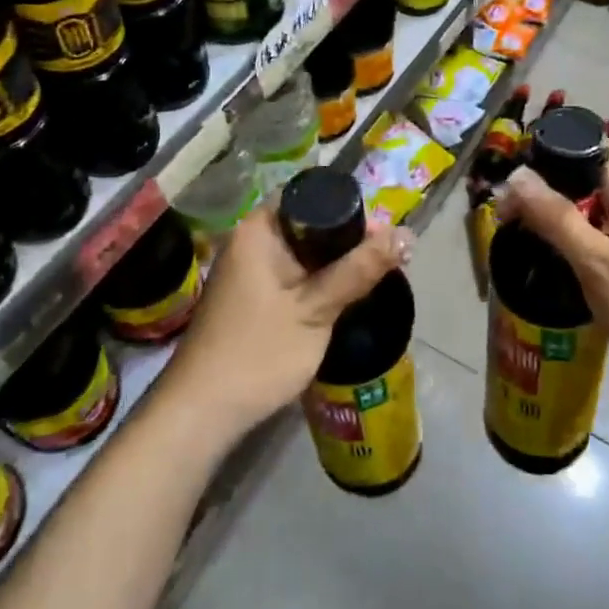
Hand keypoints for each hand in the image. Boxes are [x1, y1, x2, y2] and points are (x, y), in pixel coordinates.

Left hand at [163, 204, 409, 441]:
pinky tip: (346, 297)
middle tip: (392, 259)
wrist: (203, 411)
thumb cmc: (259, 352)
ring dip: (338, 263)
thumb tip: (406, 234)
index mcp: (259, 230)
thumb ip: (360, 270)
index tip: (387, 235)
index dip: (352, 210)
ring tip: (377, 277)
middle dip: (350, 240)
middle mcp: (250, 240)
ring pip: (305, 252)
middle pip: (311, 224)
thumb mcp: (316, 309)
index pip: (313, 198)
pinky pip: (295, 274)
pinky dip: (320, 281)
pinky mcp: (253, 296)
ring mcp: (249, 270)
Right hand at [496, 144, 608, 379]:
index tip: (515, 189)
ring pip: (597, 195)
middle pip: (587, 168)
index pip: (584, 142)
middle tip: (514, 219)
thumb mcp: (595, 262)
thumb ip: (555, 216)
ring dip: (564, 210)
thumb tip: (516, 176)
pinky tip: (569, 254)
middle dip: (548, 187)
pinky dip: (585, 226)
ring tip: (533, 236)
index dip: (545, 156)